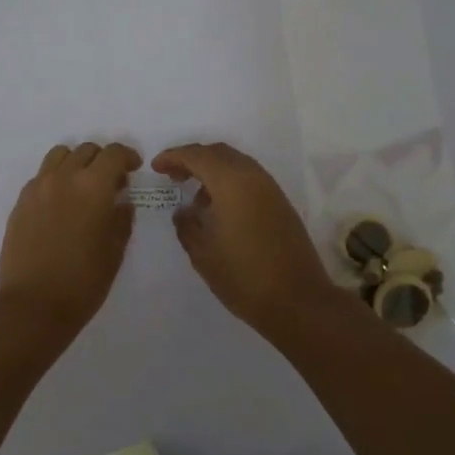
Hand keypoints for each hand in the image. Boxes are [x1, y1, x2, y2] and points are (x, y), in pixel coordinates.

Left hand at [0, 142, 141, 340]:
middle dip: (103, 160)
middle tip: (111, 183)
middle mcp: (64, 177)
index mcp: (93, 186)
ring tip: (82, 186)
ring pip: (60, 155)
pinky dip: (56, 178)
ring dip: (76, 162)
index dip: (127, 156)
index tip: (133, 168)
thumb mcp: (114, 252)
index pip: (113, 153)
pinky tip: (60, 203)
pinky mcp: (21, 201)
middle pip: (87, 150)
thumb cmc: (82, 282)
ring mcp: (38, 187)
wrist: (32, 305)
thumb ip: (121, 220)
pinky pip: (42, 175)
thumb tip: (121, 202)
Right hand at [151, 142, 340, 335]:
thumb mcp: (203, 253)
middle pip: (218, 153)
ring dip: (212, 171)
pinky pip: (249, 179)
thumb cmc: (244, 276)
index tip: (156, 167)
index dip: (173, 157)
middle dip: (193, 160)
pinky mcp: (280, 203)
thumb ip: (187, 226)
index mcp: (231, 182)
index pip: (196, 155)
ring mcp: (270, 188)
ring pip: (236, 164)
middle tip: (173, 177)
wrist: (298, 301)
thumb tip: (184, 211)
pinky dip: (229, 183)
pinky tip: (219, 210)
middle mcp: (252, 176)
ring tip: (196, 198)